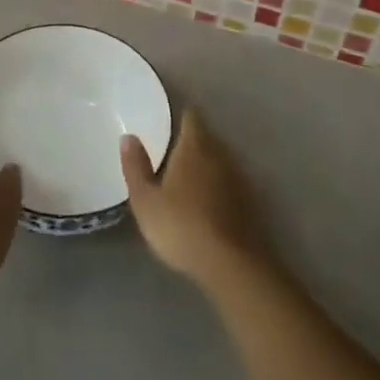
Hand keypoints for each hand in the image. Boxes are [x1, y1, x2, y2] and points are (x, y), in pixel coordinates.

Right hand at [122, 109, 270, 289]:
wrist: (232, 265)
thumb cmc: (181, 226)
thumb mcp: (146, 201)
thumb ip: (136, 167)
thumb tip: (128, 136)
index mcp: (194, 147)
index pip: (191, 118)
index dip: (182, 114)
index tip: (172, 117)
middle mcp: (221, 155)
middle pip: (208, 138)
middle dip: (194, 139)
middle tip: (175, 147)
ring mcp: (239, 179)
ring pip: (222, 160)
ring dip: (209, 163)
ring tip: (191, 174)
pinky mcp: (251, 203)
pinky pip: (231, 183)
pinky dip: (221, 185)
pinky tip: (210, 200)